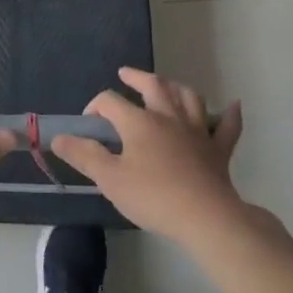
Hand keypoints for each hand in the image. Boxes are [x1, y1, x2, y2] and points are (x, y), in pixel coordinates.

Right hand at [51, 68, 246, 245]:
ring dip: (176, 88)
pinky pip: (227, 127)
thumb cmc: (153, 196)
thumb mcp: (109, 179)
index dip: (95, 107)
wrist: (205, 217)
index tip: (87, 125)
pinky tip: (232, 106)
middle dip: (137, 77)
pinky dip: (228, 115)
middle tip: (126, 74)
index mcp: (139, 122)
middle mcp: (168, 117)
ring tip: (167, 87)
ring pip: (188, 98)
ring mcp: (197, 131)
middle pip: (153, 86)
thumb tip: (59, 137)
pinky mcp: (218, 150)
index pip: (110, 102)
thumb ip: (83, 155)